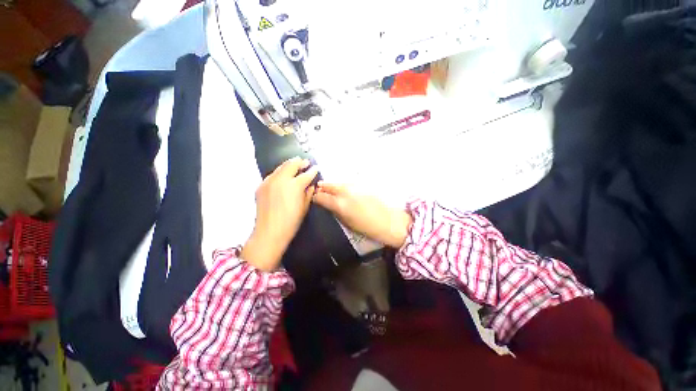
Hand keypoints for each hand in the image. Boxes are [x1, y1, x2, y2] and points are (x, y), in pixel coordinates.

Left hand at [241, 157, 317, 270]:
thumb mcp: (304, 207)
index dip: (312, 171)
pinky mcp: (262, 185)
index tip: (316, 168)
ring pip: (281, 167)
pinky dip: (280, 172)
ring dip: (289, 164)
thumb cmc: (291, 222)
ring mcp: (270, 181)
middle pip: (292, 165)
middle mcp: (281, 179)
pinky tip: (283, 175)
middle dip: (300, 162)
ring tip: (295, 163)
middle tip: (305, 162)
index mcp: (295, 185)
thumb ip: (308, 193)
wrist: (269, 232)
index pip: (306, 174)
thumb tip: (310, 185)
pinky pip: (273, 174)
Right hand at [312, 182, 411, 248]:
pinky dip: (342, 185)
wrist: (387, 221)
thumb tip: (330, 205)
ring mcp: (354, 187)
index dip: (316, 197)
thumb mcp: (347, 222)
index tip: (314, 197)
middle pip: (330, 186)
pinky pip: (348, 184)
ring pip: (339, 183)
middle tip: (319, 187)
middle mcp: (345, 192)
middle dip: (323, 186)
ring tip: (328, 186)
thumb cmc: (366, 227)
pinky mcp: (363, 186)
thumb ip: (336, 211)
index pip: (322, 197)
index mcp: (340, 204)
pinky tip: (342, 188)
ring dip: (333, 184)